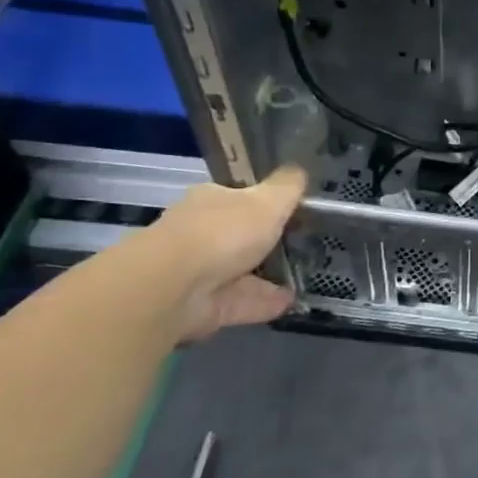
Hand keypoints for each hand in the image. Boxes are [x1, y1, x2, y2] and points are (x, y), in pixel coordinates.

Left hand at [124, 167, 308, 341]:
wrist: (174, 287)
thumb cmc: (223, 232)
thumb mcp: (268, 200)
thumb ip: (287, 187)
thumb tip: (300, 170)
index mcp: (210, 201)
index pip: (237, 197)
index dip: (263, 202)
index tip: (291, 210)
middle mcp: (200, 233)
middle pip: (237, 235)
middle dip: (263, 241)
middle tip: (301, 244)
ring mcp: (199, 272)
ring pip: (240, 272)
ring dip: (268, 276)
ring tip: (302, 278)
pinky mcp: (203, 306)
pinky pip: (242, 301)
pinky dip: (265, 302)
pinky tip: (291, 302)